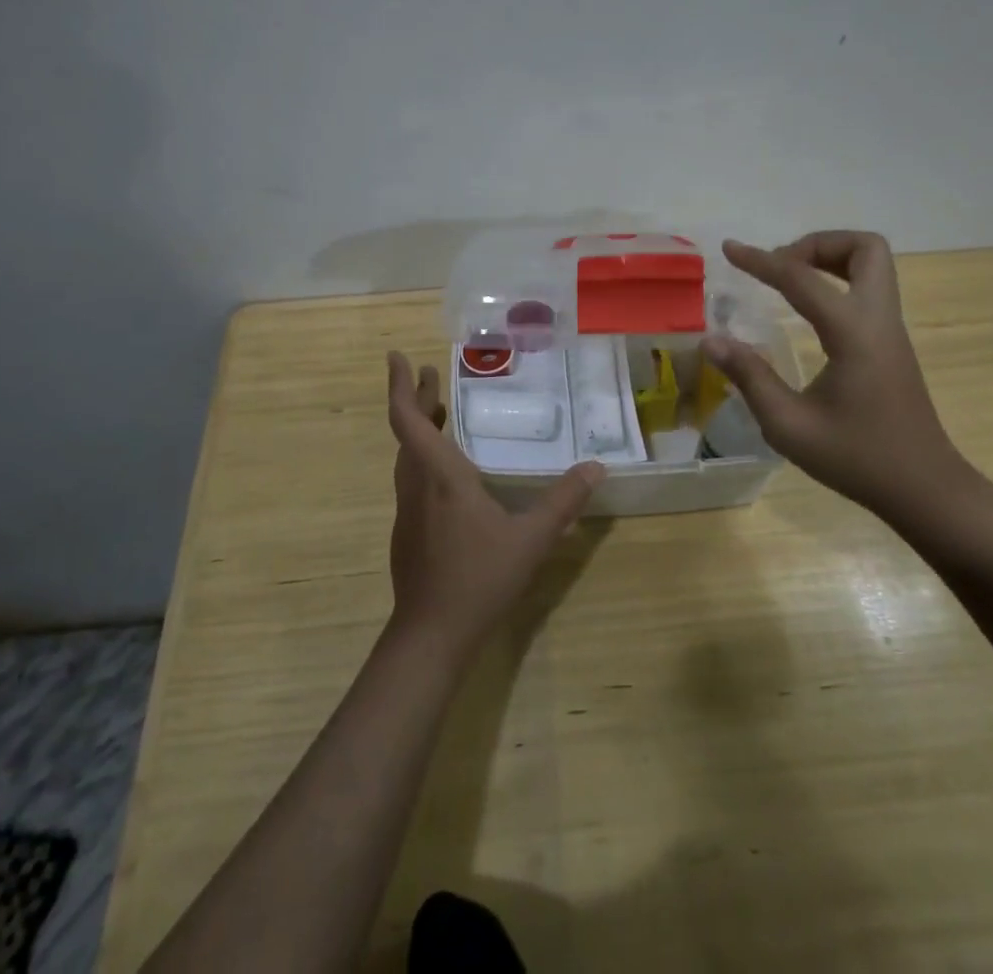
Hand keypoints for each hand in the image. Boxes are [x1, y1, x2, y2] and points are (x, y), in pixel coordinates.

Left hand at [384, 352, 604, 660]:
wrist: (431, 635)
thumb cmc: (479, 578)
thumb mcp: (531, 539)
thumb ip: (563, 502)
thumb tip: (596, 468)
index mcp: (440, 477)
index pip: (408, 420)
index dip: (401, 386)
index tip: (396, 357)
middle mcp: (417, 486)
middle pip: (407, 433)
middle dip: (417, 399)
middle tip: (431, 373)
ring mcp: (408, 511)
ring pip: (407, 457)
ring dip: (418, 429)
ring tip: (439, 413)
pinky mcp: (408, 532)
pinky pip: (412, 480)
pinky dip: (423, 457)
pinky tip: (448, 473)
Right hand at [703, 232, 968, 517]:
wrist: (924, 488)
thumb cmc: (856, 458)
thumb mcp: (789, 425)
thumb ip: (749, 376)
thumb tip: (711, 340)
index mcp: (853, 333)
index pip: (802, 279)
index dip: (761, 261)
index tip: (729, 249)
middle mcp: (878, 319)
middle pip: (864, 248)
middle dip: (817, 244)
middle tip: (780, 267)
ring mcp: (890, 330)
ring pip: (873, 264)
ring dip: (830, 259)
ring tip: (788, 282)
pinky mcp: (892, 343)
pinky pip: (869, 289)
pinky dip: (837, 281)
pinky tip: (807, 311)